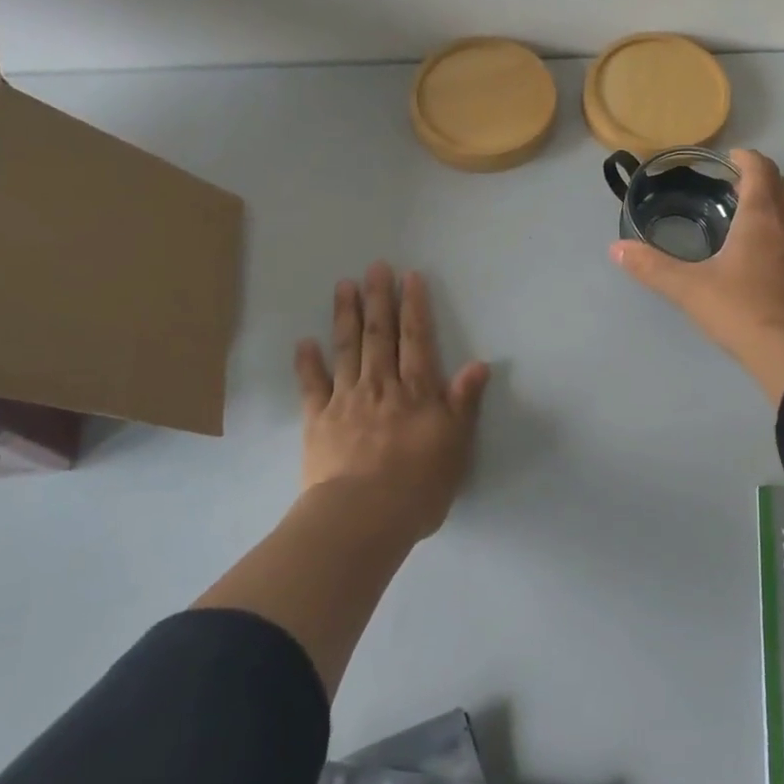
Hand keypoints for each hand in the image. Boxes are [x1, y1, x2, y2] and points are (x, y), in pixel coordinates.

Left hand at [294, 262, 490, 540]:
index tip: (410, 277)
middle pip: (380, 335)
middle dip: (379, 298)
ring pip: (347, 349)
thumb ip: (464, 403)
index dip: (414, 306)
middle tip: (375, 267)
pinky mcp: (318, 421)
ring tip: (344, 286)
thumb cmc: (418, 485)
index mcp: (416, 391)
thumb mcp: (456, 446)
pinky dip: (308, 363)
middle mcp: (381, 385)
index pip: (416, 339)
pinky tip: (305, 342)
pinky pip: (312, 385)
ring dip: (346, 316)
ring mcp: (346, 400)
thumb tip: (479, 363)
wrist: (362, 516)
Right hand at [611, 148, 783, 403]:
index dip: (744, 158)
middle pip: (781, 184)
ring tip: (740, 216)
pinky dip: (779, 227)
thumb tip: (616, 249)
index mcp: (762, 217)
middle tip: (728, 187)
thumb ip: (651, 267)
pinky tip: (757, 252)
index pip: (760, 168)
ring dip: (771, 202)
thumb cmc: (741, 310)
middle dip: (757, 178)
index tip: (725, 159)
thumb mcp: (688, 289)